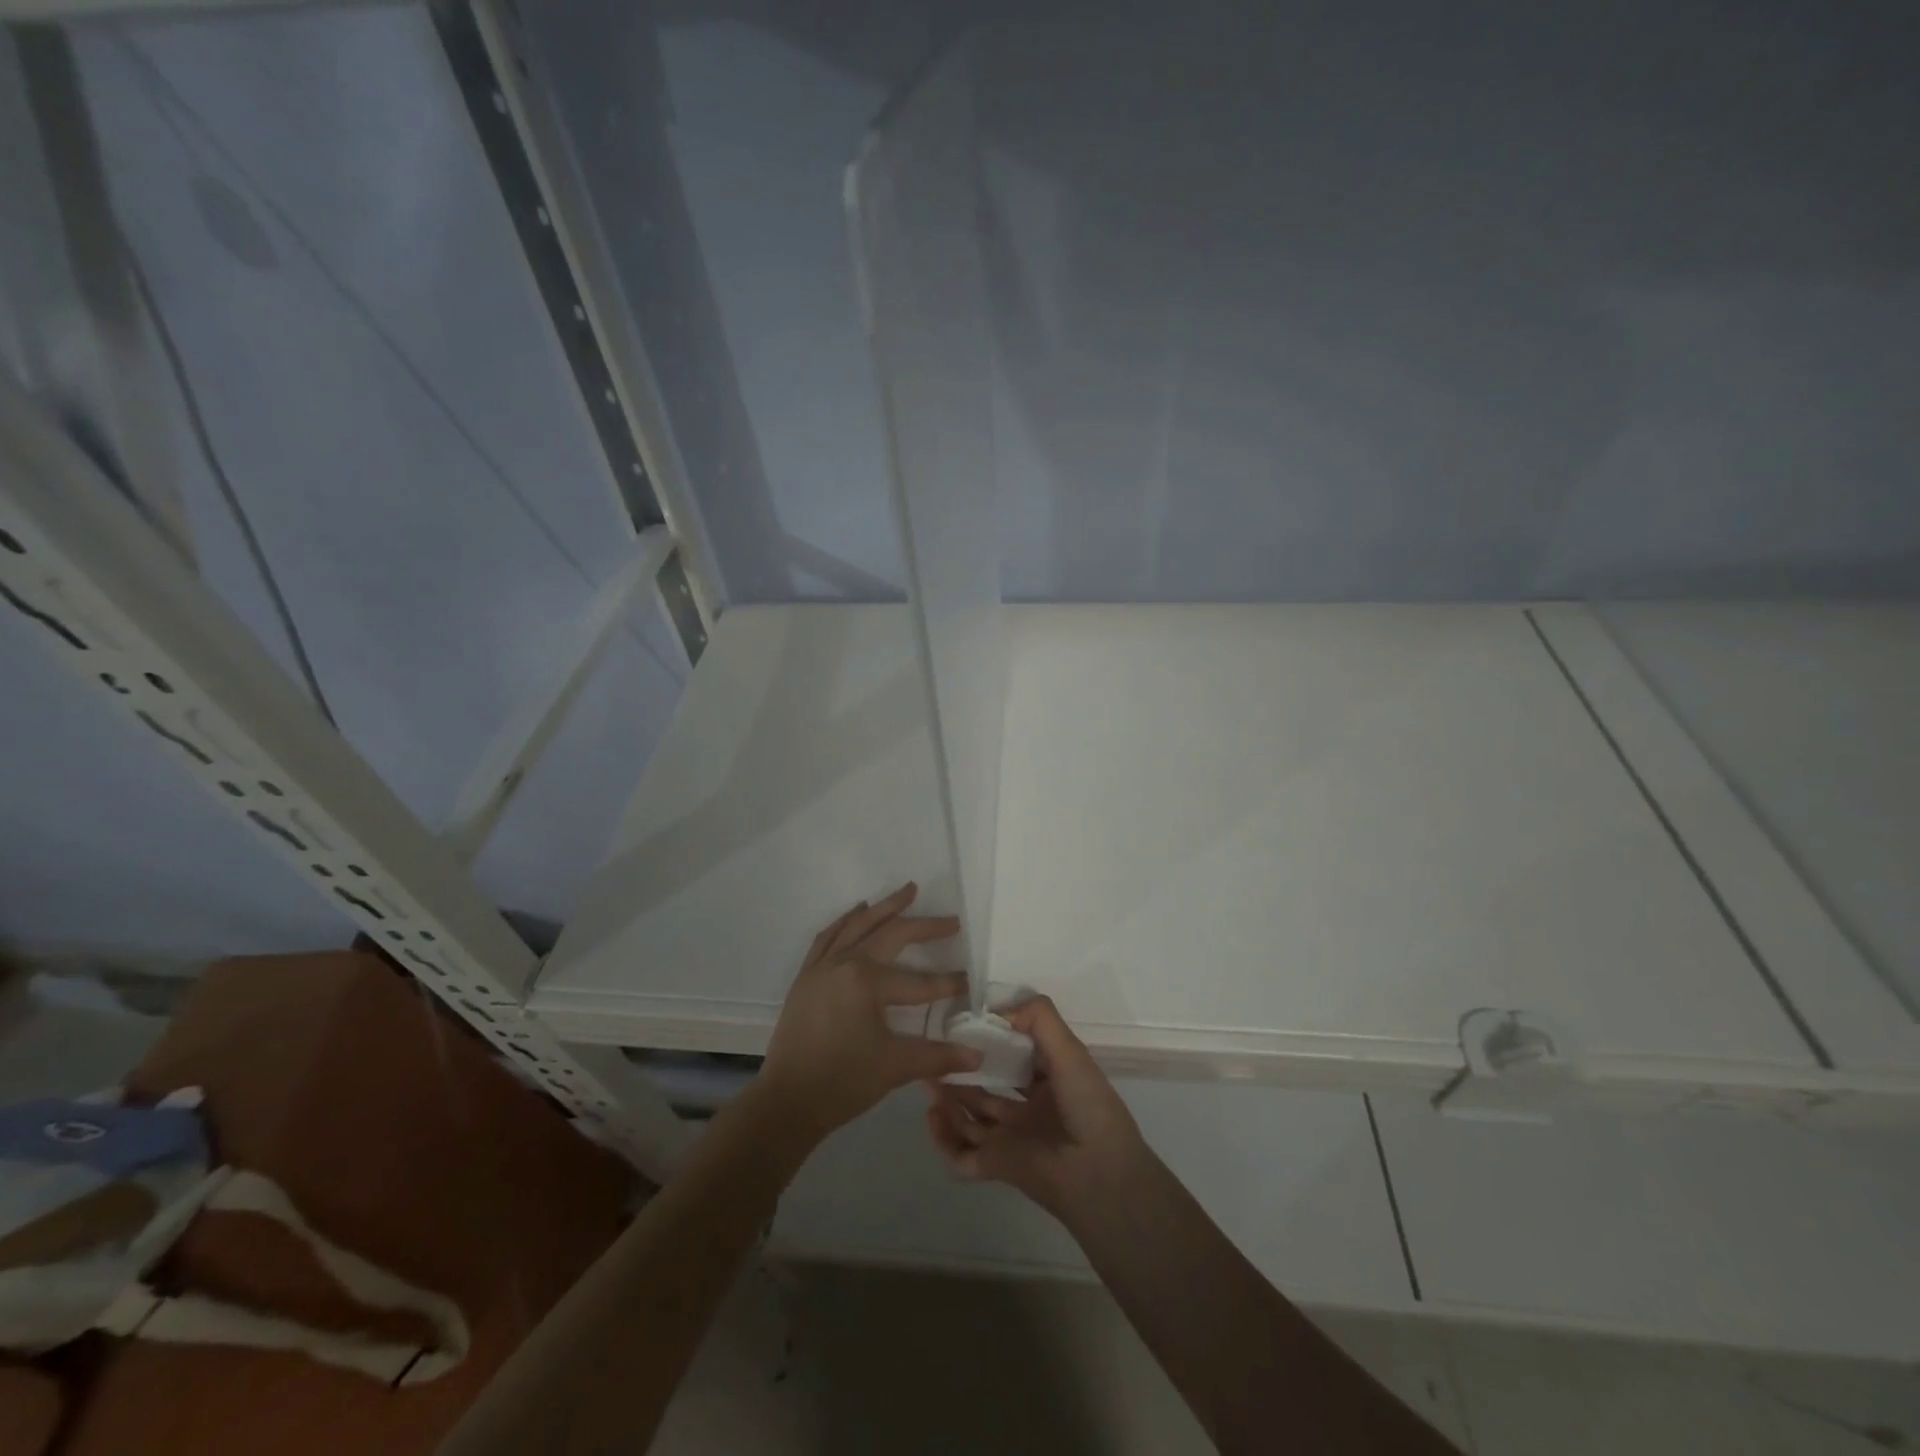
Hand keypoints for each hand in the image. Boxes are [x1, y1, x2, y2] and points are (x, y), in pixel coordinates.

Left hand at [758, 883, 982, 1140]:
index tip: (970, 981)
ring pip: (857, 925)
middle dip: (923, 926)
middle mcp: (845, 963)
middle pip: (891, 934)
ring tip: (907, 892)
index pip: (919, 982)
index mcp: (868, 982)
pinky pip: (828, 937)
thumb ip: (938, 1057)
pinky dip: (846, 921)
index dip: (948, 984)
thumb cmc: (843, 1082)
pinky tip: (857, 912)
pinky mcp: (806, 976)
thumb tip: (978, 1057)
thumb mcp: (895, 1067)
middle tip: (950, 920)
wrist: (786, 1102)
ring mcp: (822, 967)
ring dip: (884, 908)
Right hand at [926, 995, 1145, 1218]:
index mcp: (1050, 1082)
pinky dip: (943, 1140)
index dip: (993, 1042)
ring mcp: (1011, 1138)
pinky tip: (933, 1115)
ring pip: (970, 1118)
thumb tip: (998, 1010)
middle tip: (938, 1054)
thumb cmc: (1088, 1106)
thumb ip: (1040, 1020)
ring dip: (948, 1101)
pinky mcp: (997, 1165)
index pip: (1015, 1057)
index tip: (967, 1025)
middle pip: (987, 1088)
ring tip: (928, 1080)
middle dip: (963, 1072)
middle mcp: (1029, 1109)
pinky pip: (961, 1156)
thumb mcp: (1070, 1052)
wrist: (1099, 1175)